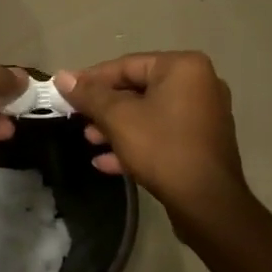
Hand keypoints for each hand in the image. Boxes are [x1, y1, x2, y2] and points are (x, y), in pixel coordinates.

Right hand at [57, 52, 249, 226]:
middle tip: (77, 118)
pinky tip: (107, 162)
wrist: (209, 205)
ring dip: (116, 127)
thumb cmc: (162, 148)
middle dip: (104, 108)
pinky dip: (137, 142)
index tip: (66, 90)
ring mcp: (204, 115)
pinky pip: (162, 133)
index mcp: (183, 67)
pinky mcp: (202, 142)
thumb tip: (62, 76)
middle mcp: (199, 84)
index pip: (126, 65)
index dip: (91, 79)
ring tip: (90, 141)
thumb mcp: (118, 118)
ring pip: (148, 114)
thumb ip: (89, 95)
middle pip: (137, 89)